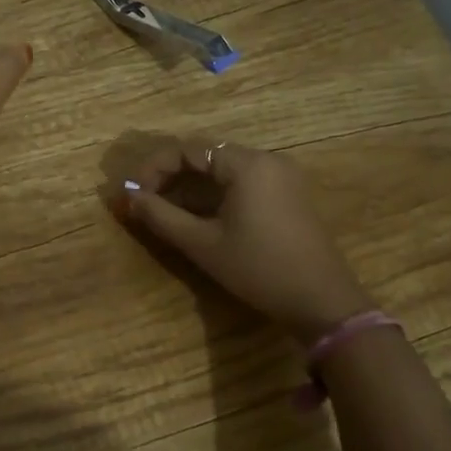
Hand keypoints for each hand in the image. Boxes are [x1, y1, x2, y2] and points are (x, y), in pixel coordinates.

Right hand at [119, 138, 374, 342]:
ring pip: (223, 169)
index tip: (134, 194)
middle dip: (170, 175)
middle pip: (206, 154)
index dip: (154, 167)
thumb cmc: (258, 269)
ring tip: (165, 211)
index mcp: (247, 164)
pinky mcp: (288, 195)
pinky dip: (214, 193)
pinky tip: (198, 217)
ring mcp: (281, 177)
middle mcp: (266, 160)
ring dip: (191, 185)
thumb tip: (128, 197)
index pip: (188, 149)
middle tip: (144, 201)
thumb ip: (161, 216)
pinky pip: (242, 182)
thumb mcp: (203, 244)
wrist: (322, 302)